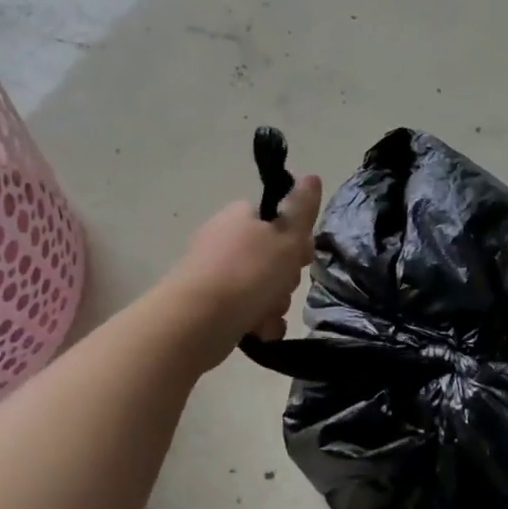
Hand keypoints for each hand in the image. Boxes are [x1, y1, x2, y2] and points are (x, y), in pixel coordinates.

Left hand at [161, 175, 322, 359]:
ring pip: (261, 287)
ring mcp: (213, 273)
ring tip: (267, 315)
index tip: (302, 257)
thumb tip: (311, 176)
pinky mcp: (207, 305)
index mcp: (239, 216)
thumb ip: (302, 209)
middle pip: (271, 257)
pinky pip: (245, 310)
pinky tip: (259, 332)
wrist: (196, 322)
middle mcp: (224, 240)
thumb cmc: (248, 272)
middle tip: (283, 286)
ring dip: (273, 304)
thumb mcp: (287, 237)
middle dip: (285, 278)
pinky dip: (256, 322)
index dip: (296, 239)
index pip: (276, 219)